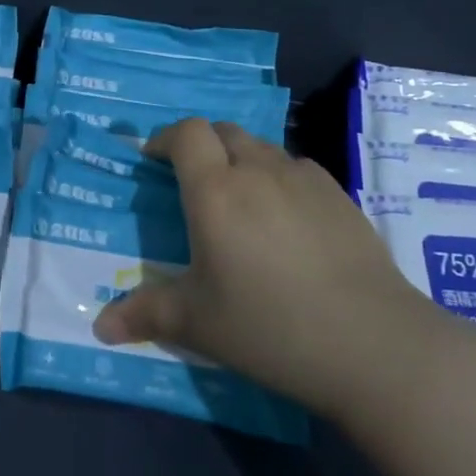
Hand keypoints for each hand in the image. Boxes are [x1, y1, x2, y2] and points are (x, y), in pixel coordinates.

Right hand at [92, 117, 430, 415]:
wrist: (374, 344)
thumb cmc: (271, 327)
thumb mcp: (199, 324)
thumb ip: (146, 314)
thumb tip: (100, 327)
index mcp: (215, 190)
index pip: (185, 133)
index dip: (165, 138)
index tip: (154, 160)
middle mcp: (257, 170)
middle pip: (223, 131)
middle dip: (202, 146)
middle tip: (195, 182)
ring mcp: (303, 179)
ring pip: (262, 147)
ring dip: (242, 159)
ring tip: (241, 200)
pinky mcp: (340, 196)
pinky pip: (297, 168)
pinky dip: (280, 178)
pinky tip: (287, 219)